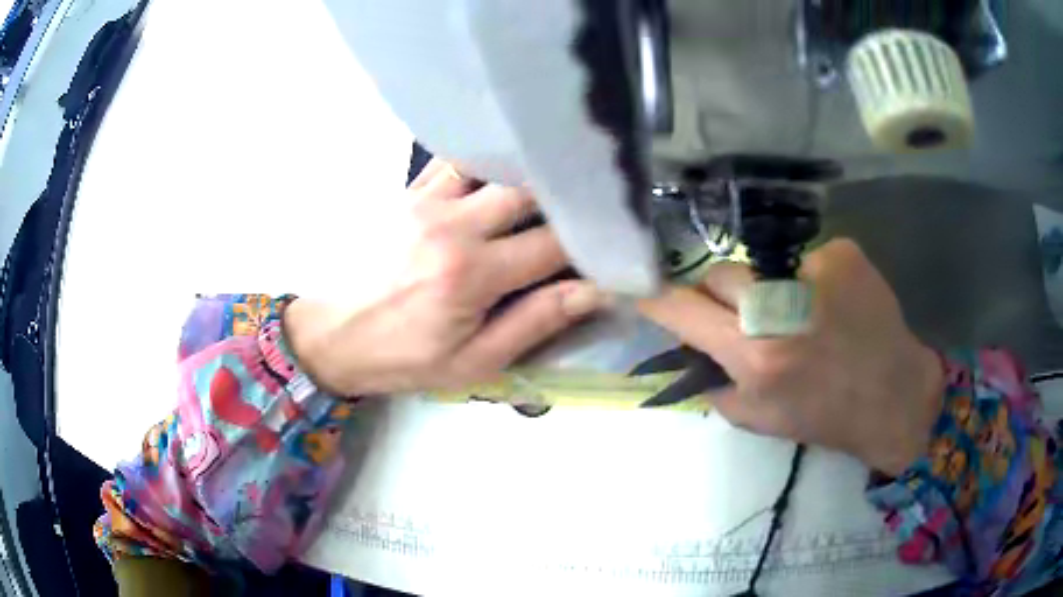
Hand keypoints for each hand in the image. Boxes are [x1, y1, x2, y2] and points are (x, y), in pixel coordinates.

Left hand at [284, 159, 607, 396]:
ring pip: (492, 163)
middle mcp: (453, 225)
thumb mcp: (473, 362)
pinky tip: (496, 171)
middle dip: (563, 197)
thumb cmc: (403, 356)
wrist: (330, 333)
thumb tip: (593, 291)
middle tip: (582, 206)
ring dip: (523, 172)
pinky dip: (482, 161)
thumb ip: (534, 322)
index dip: (590, 240)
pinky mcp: (406, 193)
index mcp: (472, 274)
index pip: (554, 243)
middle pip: (528, 189)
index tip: (608, 242)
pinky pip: (452, 160)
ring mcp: (426, 201)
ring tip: (544, 183)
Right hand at [638, 239, 944, 475]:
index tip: (639, 288)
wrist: (894, 396)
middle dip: (722, 294)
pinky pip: (806, 261)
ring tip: (799, 313)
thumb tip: (695, 353)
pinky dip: (810, 281)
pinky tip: (833, 304)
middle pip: (721, 274)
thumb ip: (718, 387)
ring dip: (768, 288)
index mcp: (756, 356)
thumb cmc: (827, 418)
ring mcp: (815, 271)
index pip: (685, 311)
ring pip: (763, 265)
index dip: (657, 298)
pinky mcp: (843, 253)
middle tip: (744, 315)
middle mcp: (780, 308)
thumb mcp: (761, 420)